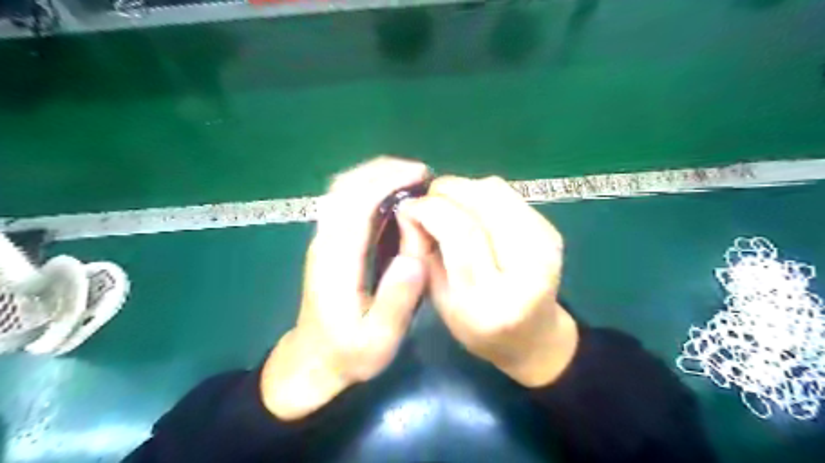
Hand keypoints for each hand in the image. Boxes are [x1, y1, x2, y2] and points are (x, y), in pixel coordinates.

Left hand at [262, 157, 431, 420]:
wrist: (312, 361)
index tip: (422, 176)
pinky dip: (370, 188)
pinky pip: (345, 201)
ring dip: (376, 175)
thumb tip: (414, 257)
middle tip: (423, 174)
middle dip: (384, 170)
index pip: (357, 204)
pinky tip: (394, 197)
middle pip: (345, 187)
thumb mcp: (377, 340)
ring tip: (413, 180)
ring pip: (343, 190)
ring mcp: (324, 240)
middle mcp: (325, 241)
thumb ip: (396, 301)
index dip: (389, 182)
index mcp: (336, 261)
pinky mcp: (329, 242)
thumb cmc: (349, 353)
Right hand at [403, 175, 575, 389]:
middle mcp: (526, 270)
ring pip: (496, 191)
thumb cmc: (477, 325)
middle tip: (426, 200)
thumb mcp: (438, 299)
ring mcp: (545, 246)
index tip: (407, 207)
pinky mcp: (551, 231)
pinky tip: (472, 209)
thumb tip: (408, 208)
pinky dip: (481, 193)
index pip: (461, 234)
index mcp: (491, 300)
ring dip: (463, 189)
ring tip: (448, 204)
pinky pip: (508, 194)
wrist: (532, 334)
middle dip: (445, 191)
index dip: (429, 210)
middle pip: (482, 204)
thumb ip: (420, 252)